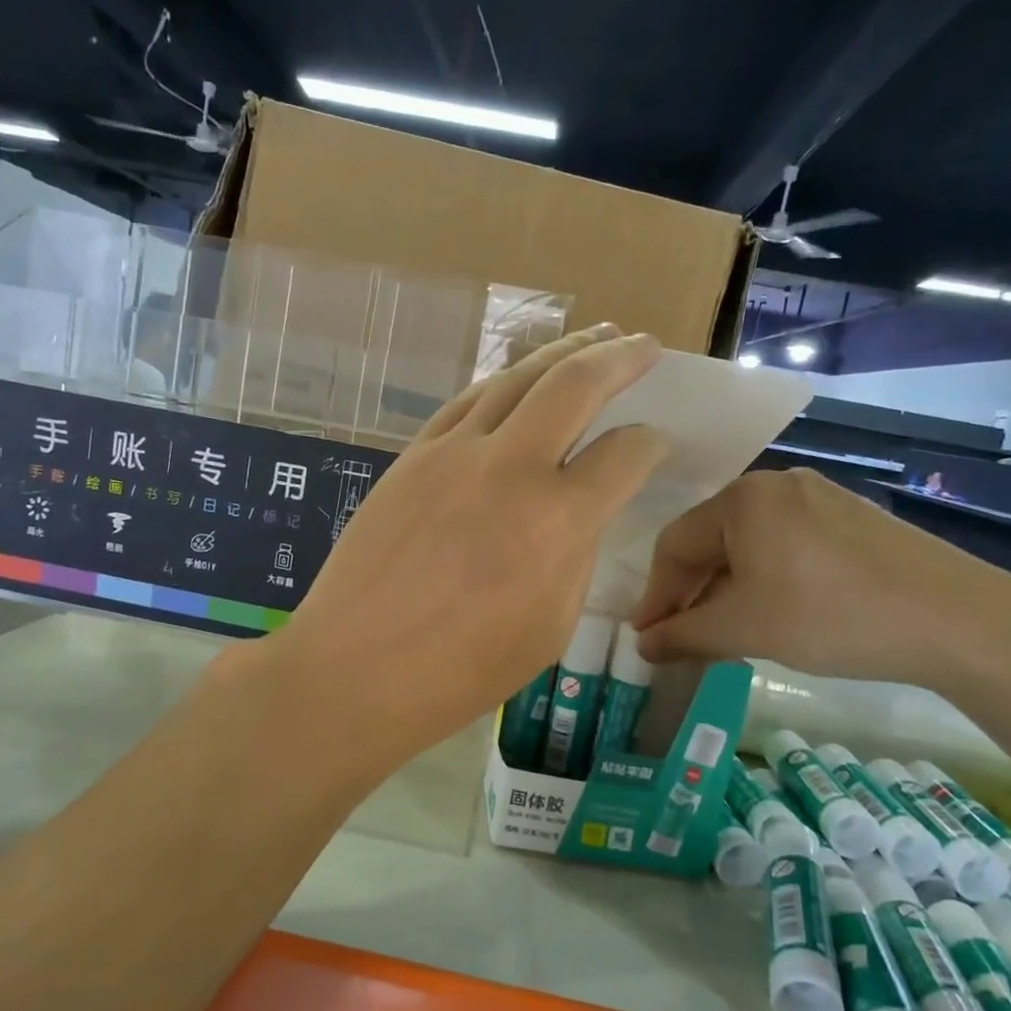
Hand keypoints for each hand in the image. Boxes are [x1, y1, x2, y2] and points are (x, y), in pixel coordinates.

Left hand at [263, 326, 667, 771]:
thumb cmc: (461, 671)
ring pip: (516, 378)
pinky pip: (467, 402)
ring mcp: (452, 453)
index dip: (651, 444)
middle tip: (646, 344)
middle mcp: (508, 468)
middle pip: (575, 383)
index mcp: (556, 521)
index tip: (655, 444)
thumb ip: (576, 556)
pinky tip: (519, 381)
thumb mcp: (550, 627)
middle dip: (620, 356)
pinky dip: (504, 383)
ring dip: (562, 353)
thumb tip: (581, 512)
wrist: (354, 669)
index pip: (625, 454)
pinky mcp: (411, 456)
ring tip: (594, 339)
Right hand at [629, 468, 1010, 688]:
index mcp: (742, 498)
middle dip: (691, 593)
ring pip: (749, 546)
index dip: (654, 595)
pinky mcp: (852, 520)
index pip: (674, 544)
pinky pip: (786, 546)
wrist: (958, 620)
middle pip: (711, 541)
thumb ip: (683, 634)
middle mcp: (776, 485)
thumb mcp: (745, 629)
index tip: (645, 637)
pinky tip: (773, 614)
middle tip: (680, 638)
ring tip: (724, 633)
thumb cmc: (830, 616)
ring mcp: (820, 498)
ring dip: (726, 590)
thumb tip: (643, 645)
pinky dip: (765, 581)